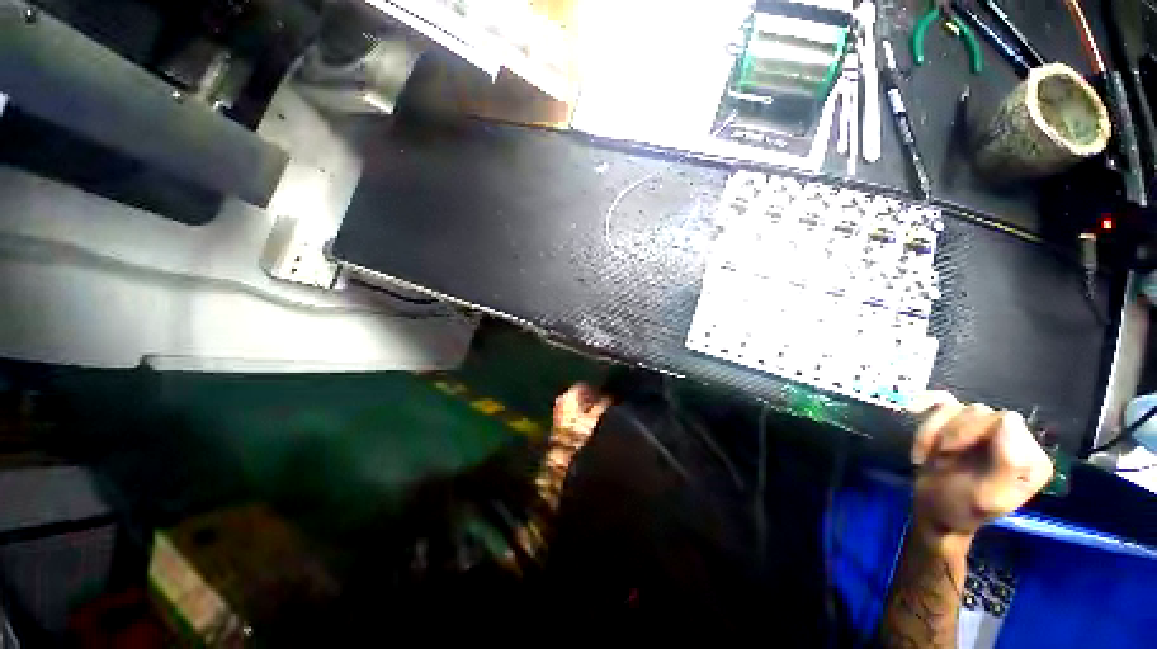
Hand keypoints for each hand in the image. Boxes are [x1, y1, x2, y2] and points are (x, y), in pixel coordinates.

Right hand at [909, 392, 1052, 539]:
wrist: (933, 510)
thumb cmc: (960, 507)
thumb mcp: (986, 495)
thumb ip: (1007, 462)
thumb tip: (1009, 419)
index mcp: (1030, 458)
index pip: (1004, 420)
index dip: (971, 434)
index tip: (951, 457)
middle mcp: (1014, 438)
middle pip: (978, 412)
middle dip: (951, 434)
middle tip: (940, 459)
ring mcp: (986, 428)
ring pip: (956, 408)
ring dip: (935, 432)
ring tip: (933, 457)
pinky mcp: (962, 422)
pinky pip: (941, 405)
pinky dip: (928, 422)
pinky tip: (925, 441)